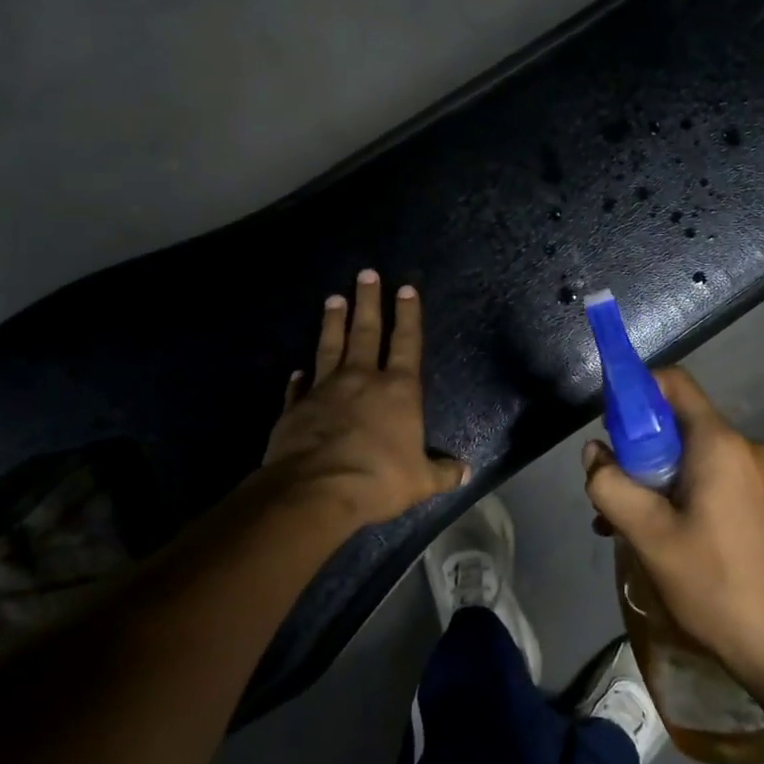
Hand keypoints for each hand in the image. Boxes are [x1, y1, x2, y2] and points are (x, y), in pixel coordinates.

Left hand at [261, 269, 467, 531]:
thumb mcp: (420, 480)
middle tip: (365, 274)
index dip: (408, 315)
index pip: (406, 343)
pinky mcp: (296, 407)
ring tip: (333, 298)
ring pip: (330, 346)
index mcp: (398, 390)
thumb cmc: (378, 479)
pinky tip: (296, 369)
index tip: (404, 288)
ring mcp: (325, 389)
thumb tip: (467, 472)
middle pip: (366, 332)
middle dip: (368, 301)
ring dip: (333, 322)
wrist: (315, 490)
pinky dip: (299, 377)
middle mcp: (362, 379)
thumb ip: (442, 472)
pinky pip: (299, 387)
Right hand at [581, 368, 763, 697]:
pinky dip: (687, 496)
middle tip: (615, 495)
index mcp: (720, 443)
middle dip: (641, 452)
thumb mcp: (649, 536)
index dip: (636, 392)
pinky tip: (669, 540)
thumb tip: (594, 452)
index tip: (610, 426)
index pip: (674, 383)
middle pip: (682, 426)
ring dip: (660, 481)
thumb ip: (611, 485)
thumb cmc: (716, 585)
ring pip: (698, 459)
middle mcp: (748, 447)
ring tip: (633, 529)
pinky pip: (719, 481)